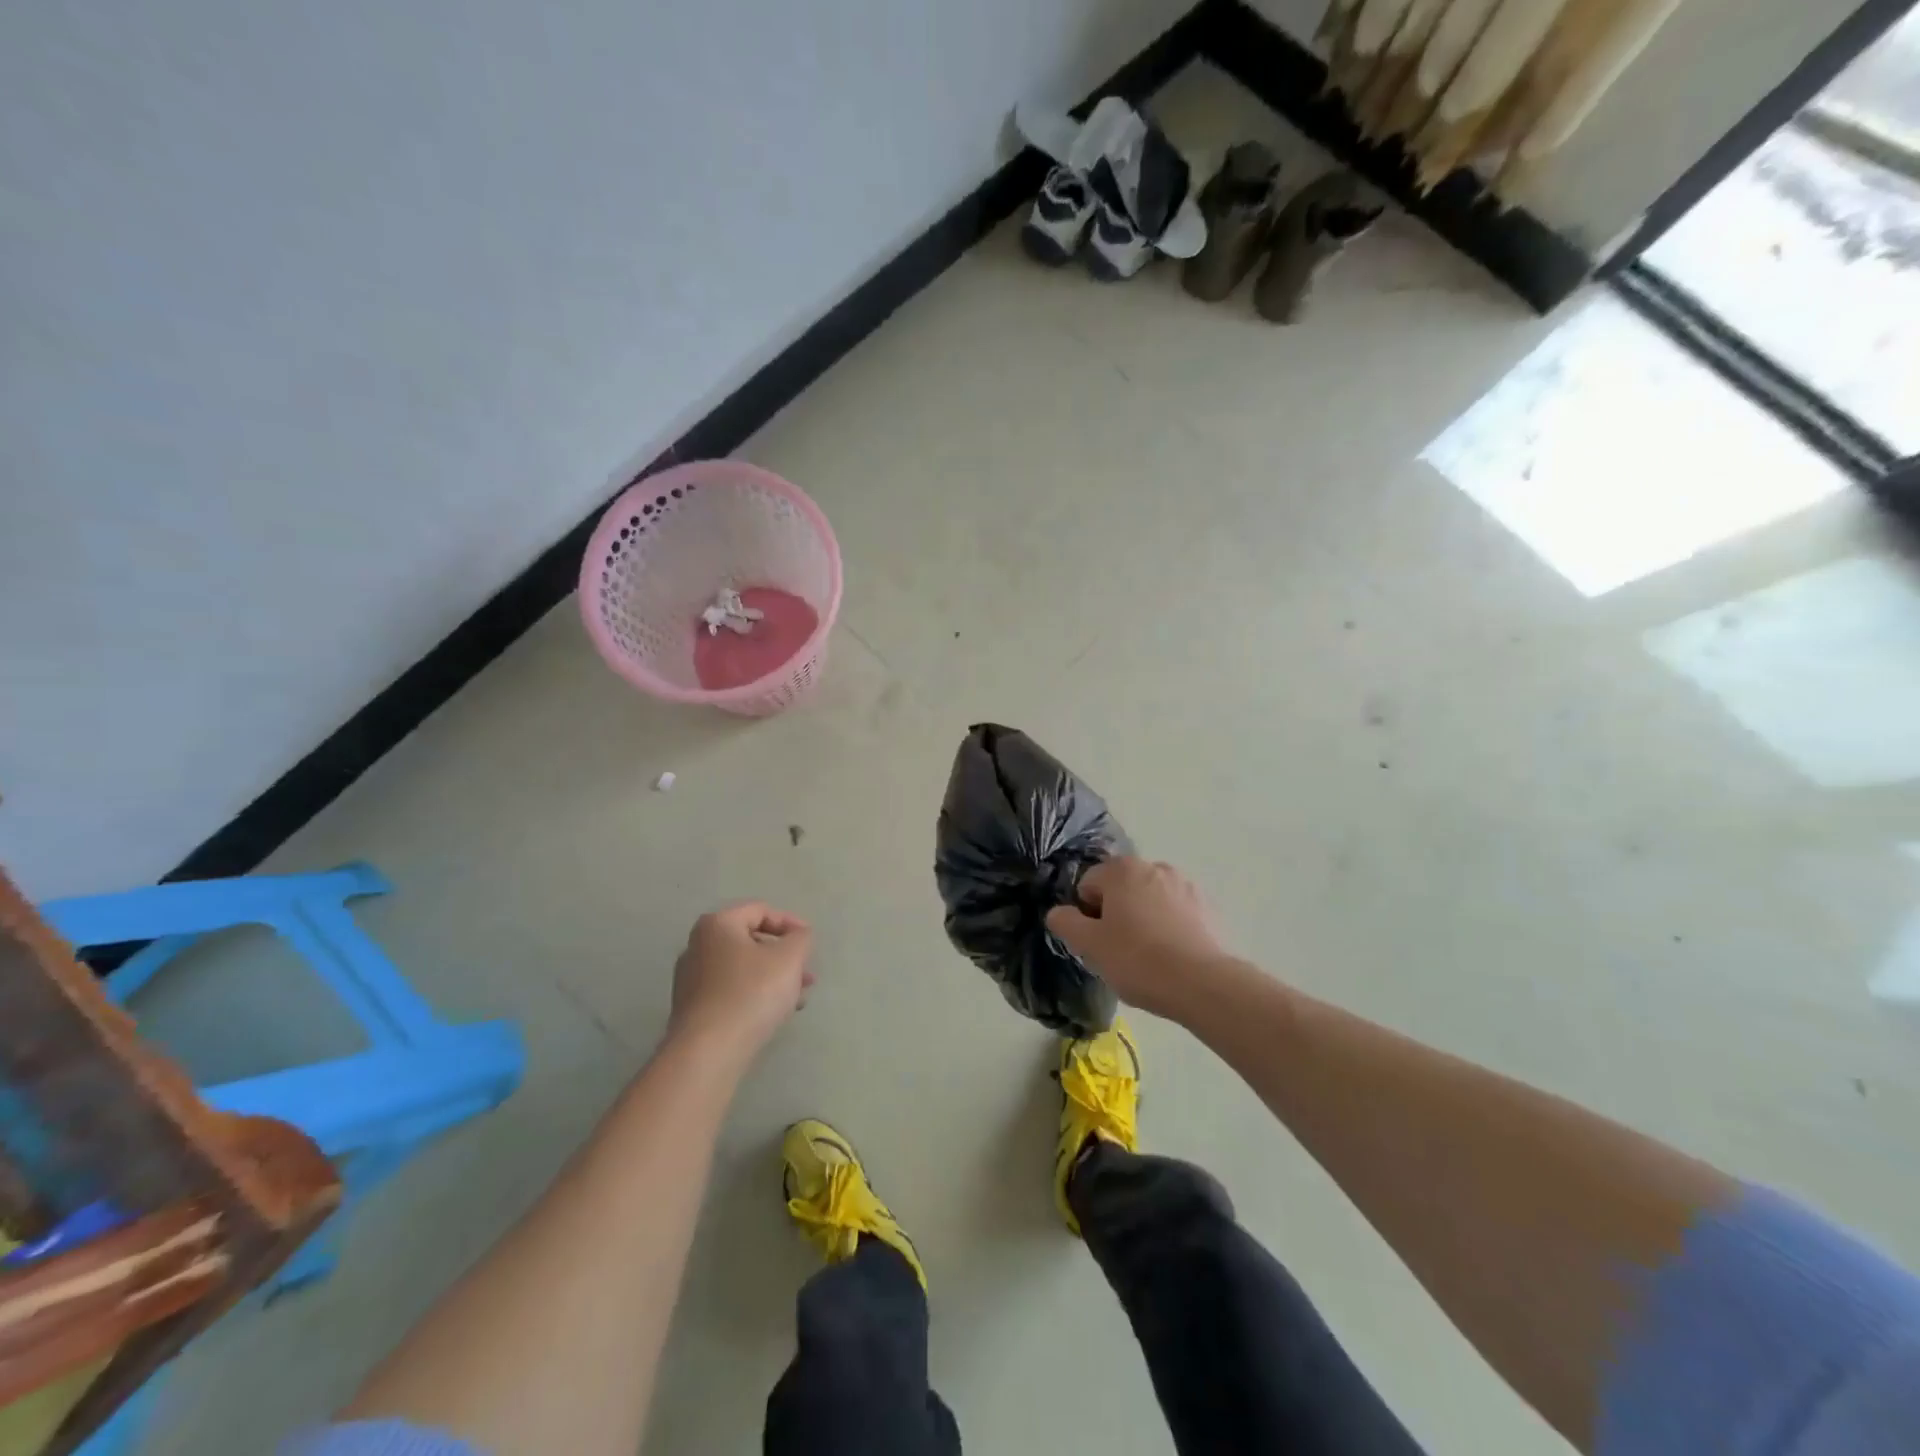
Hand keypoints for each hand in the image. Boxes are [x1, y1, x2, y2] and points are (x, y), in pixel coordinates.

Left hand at [667, 903, 814, 1059]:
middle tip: (807, 974)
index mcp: (717, 924)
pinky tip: (775, 1014)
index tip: (810, 944)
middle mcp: (698, 946)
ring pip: (743, 968)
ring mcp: (691, 979)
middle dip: (784, 956)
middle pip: (751, 940)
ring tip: (798, 998)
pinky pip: (731, 991)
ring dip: (774, 978)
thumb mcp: (789, 958)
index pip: (761, 910)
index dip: (791, 923)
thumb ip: (801, 938)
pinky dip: (755, 994)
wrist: (708, 1053)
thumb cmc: (751, 993)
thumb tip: (799, 935)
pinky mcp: (692, 1009)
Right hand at [1047, 858, 1227, 1021]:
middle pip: (1120, 889)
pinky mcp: (1207, 907)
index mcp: (1122, 869)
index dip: (1086, 914)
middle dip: (1115, 914)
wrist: (1203, 984)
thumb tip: (1058, 912)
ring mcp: (1185, 885)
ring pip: (1149, 900)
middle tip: (1118, 951)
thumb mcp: (1089, 945)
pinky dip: (1168, 927)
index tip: (1096, 942)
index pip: (1088, 884)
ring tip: (1148, 957)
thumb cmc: (1138, 960)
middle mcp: (1154, 867)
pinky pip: (1175, 913)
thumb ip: (1065, 923)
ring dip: (1142, 919)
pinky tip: (1171, 956)